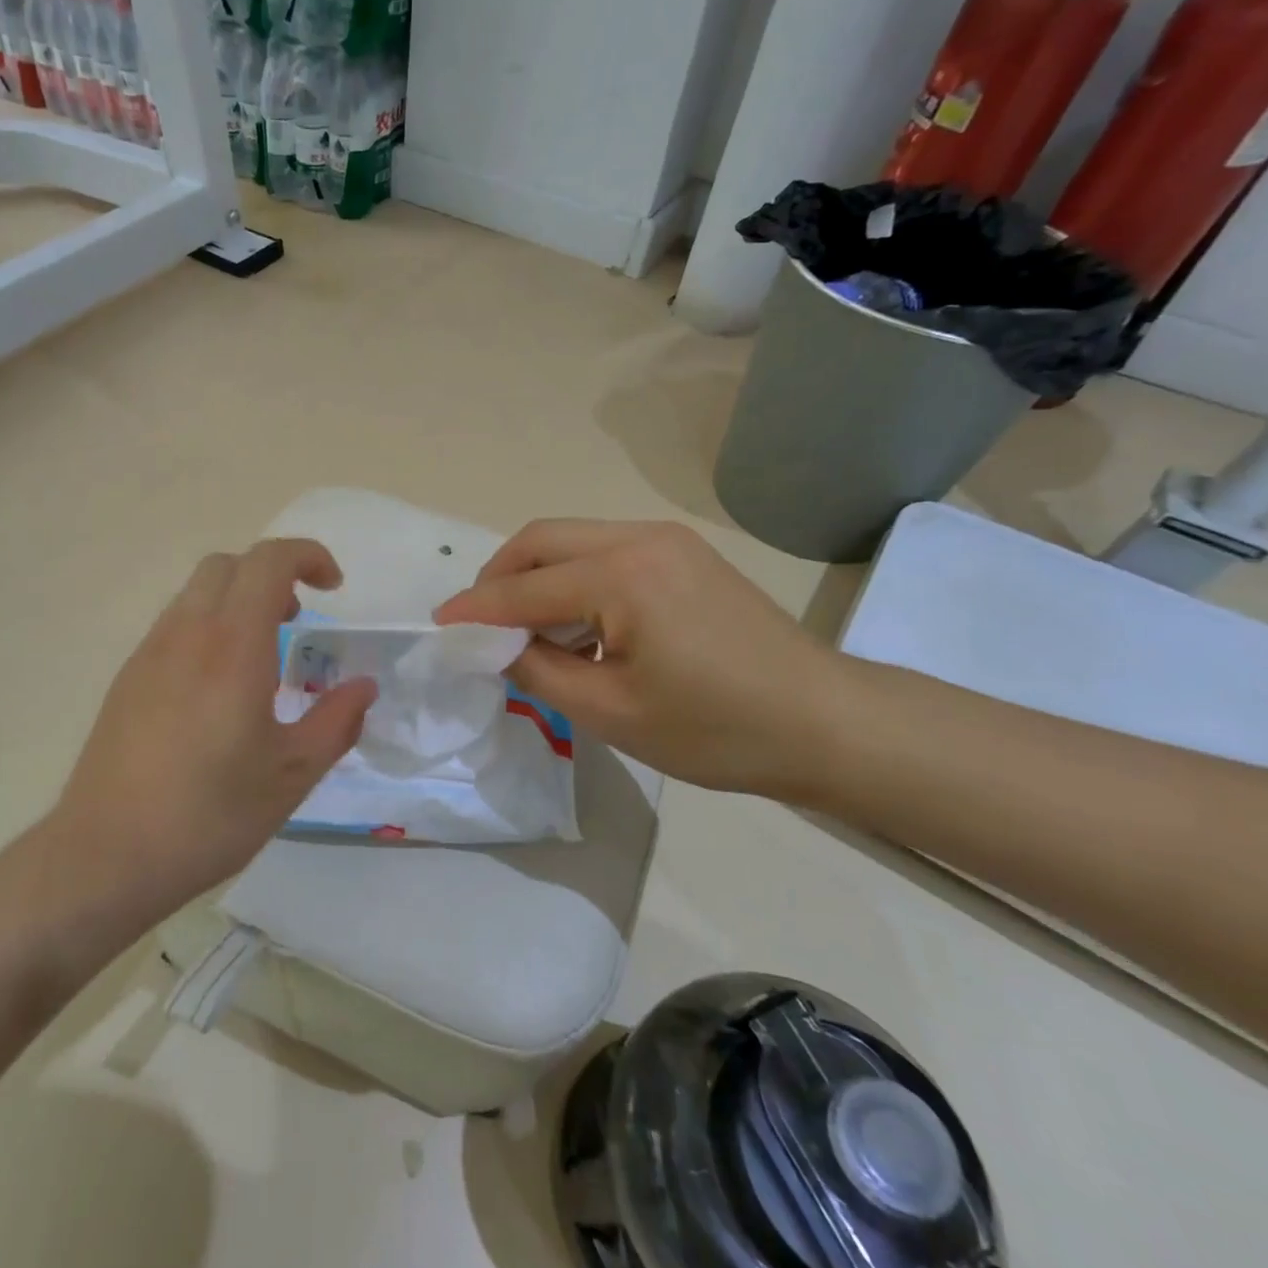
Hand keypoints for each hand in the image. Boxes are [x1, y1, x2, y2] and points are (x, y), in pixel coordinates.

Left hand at [48, 539, 376, 917]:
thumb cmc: (209, 815)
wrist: (105, 856)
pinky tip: (218, 688)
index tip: (334, 587)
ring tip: (262, 656)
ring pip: (197, 592)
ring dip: (238, 599)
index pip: (269, 561)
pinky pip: (175, 625)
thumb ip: (336, 722)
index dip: (308, 555)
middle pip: (229, 565)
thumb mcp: (291, 775)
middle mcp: (186, 634)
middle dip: (272, 574)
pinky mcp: (127, 678)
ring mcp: (149, 653)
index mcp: (232, 646)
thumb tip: (363, 687)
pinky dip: (209, 626)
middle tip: (298, 619)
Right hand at [433, 519, 852, 797]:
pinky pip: (605, 552)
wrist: (827, 722)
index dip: (476, 609)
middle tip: (479, 621)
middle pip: (542, 540)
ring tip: (523, 628)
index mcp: (621, 575)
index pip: (524, 588)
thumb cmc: (717, 728)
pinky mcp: (684, 555)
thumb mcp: (611, 712)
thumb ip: (538, 671)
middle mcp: (639, 538)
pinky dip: (573, 579)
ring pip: (573, 541)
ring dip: (536, 577)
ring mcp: (667, 541)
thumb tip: (497, 647)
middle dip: (499, 576)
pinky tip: (576, 624)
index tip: (439, 625)